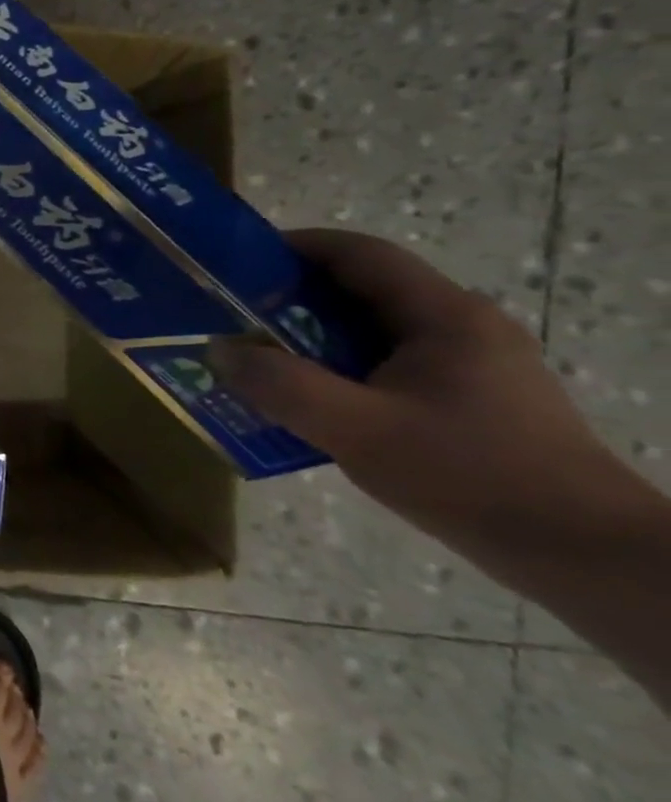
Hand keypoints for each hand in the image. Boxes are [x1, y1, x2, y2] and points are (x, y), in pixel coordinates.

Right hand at [210, 230, 611, 525]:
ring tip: (258, 364)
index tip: (236, 264)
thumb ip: (280, 386)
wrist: (582, 553)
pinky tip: (309, 405)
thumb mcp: (356, 429)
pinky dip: (339, 372)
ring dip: (311, 341)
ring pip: (373, 334)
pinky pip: (387, 368)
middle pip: (362, 292)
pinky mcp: (470, 401)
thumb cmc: (468, 475)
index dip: (294, 248)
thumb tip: (219, 350)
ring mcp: (471, 366)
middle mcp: (461, 327)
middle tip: (232, 320)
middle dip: (291, 300)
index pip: (359, 254)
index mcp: (443, 316)